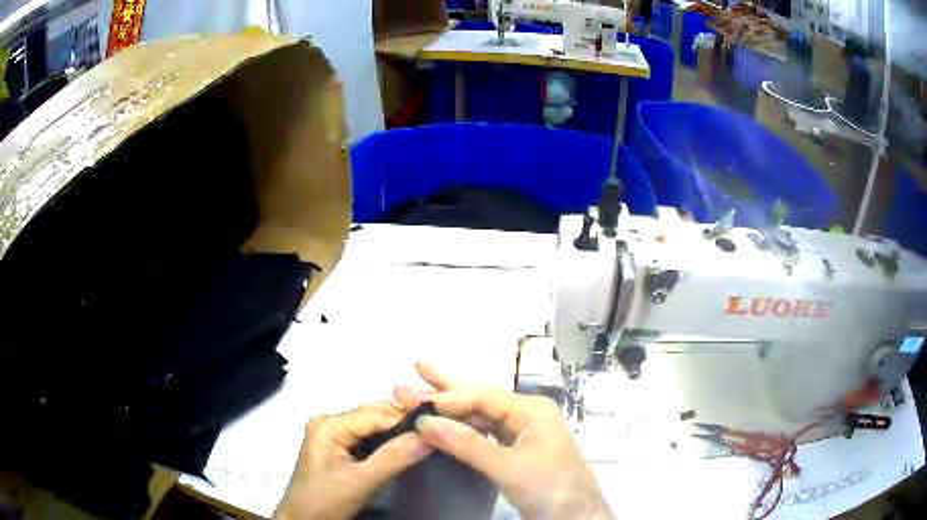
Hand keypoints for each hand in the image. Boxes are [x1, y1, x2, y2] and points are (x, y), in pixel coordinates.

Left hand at [275, 402, 432, 519]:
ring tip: (424, 443)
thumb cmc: (325, 501)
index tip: (438, 428)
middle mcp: (330, 422)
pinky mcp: (338, 448)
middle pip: (375, 416)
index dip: (407, 420)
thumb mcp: (360, 481)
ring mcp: (333, 434)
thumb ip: (393, 458)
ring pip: (374, 427)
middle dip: (403, 426)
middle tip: (434, 437)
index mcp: (329, 424)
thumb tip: (429, 435)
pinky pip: (369, 439)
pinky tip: (404, 451)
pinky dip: (387, 444)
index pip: (376, 413)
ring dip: (397, 435)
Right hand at [395, 363, 613, 519]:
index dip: (448, 397)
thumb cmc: (549, 488)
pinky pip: (485, 434)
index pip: (483, 397)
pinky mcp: (518, 451)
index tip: (413, 400)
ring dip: (451, 409)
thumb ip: (466, 444)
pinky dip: (463, 429)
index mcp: (532, 410)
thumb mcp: (508, 467)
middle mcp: (527, 414)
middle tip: (413, 372)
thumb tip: (424, 422)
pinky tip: (445, 423)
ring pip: (481, 416)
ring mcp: (523, 433)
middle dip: (446, 389)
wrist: (576, 517)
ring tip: (420, 393)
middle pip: (481, 399)